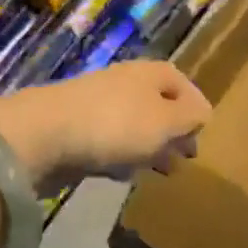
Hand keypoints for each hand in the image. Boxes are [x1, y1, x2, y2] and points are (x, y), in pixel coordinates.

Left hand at [0, 62, 210, 188]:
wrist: (44, 134)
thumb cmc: (116, 124)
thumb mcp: (166, 122)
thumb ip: (189, 117)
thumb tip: (202, 113)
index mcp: (150, 74)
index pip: (182, 83)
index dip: (195, 106)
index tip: (203, 134)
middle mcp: (126, 82)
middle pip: (158, 104)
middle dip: (173, 130)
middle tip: (185, 158)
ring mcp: (98, 104)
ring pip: (134, 124)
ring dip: (149, 145)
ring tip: (160, 170)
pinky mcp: (76, 129)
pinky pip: (109, 141)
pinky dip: (121, 155)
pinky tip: (124, 174)